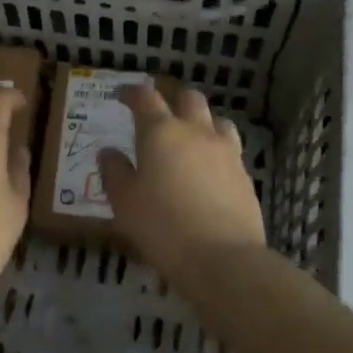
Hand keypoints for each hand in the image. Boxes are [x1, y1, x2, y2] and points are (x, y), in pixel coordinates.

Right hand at [97, 84, 265, 277]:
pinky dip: (216, 148)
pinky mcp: (244, 174)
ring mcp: (225, 151)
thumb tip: (109, 152)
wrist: (224, 259)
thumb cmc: (163, 228)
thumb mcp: (125, 203)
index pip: (146, 98)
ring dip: (200, 120)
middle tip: (158, 110)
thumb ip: (115, 172)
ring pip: (216, 119)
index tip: (123, 96)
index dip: (133, 92)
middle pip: (188, 98)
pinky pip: (229, 147)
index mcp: (161, 133)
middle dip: (172, 97)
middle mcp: (196, 132)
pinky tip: (209, 168)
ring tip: (189, 135)